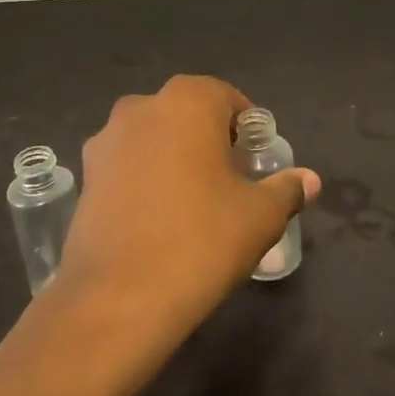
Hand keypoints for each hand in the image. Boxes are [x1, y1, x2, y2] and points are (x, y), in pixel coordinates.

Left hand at [57, 76, 319, 343]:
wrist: (118, 298)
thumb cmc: (201, 240)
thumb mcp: (260, 216)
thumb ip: (286, 189)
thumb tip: (309, 180)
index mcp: (188, 101)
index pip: (227, 97)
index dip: (246, 127)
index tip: (255, 160)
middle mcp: (141, 107)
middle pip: (186, 114)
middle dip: (209, 139)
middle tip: (229, 180)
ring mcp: (105, 141)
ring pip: (153, 138)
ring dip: (173, 157)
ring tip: (192, 202)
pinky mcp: (85, 177)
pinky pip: (126, 166)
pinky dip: (144, 180)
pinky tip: (157, 219)